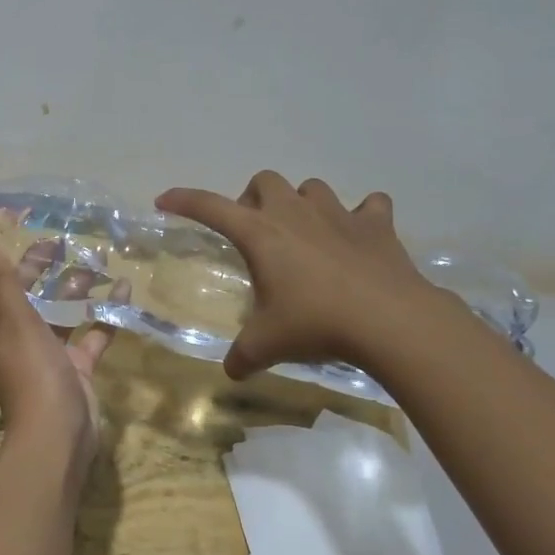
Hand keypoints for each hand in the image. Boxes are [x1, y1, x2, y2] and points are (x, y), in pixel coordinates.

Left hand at [0, 239, 117, 461]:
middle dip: (33, 269)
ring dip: (73, 289)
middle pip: (19, 296)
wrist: (60, 433)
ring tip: (93, 260)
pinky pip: (90, 333)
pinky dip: (105, 314)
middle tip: (54, 242)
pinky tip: (123, 291)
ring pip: (58, 313)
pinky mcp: (75, 366)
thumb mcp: (16, 322)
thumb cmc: (31, 374)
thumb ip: (1, 282)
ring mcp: (47, 354)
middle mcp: (15, 338)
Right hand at [157, 172, 434, 378]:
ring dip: (302, 204)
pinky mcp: (376, 224)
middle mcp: (295, 213)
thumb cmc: (316, 324)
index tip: (165, 200)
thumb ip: (242, 356)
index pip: (210, 207)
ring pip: (312, 188)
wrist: (389, 320)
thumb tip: (231, 372)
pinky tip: (359, 236)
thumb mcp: (267, 345)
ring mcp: (338, 214)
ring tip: (304, 235)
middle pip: (264, 182)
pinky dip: (362, 216)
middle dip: (253, 200)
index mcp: (260, 234)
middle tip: (255, 233)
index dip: (184, 200)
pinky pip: (369, 206)